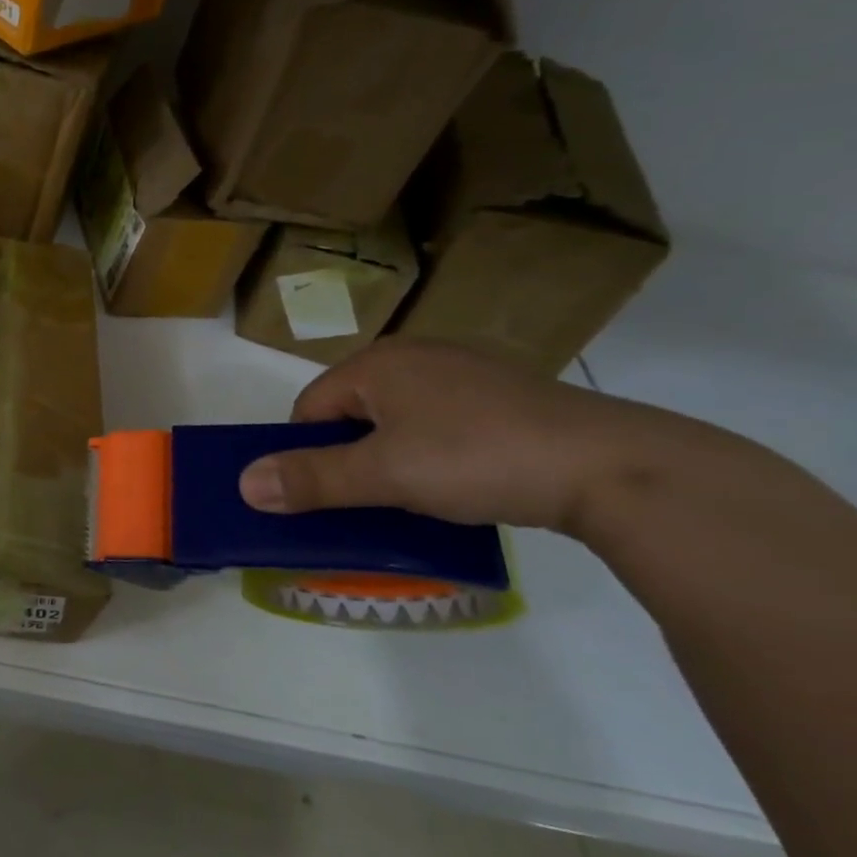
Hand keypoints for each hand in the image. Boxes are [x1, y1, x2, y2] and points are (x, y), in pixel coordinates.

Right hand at [238, 339, 664, 533]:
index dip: (307, 452)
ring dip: (394, 459)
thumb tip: (243, 484)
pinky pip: (444, 423)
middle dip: (351, 457)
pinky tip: (464, 483)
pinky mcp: (506, 396)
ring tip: (418, 498)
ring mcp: (465, 373)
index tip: (327, 494)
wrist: (613, 466)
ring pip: (400, 420)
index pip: (310, 407)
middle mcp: (416, 356)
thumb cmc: (477, 458)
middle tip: (371, 500)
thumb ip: (312, 479)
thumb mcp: (384, 475)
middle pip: (354, 412)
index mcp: (377, 363)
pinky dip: (438, 454)